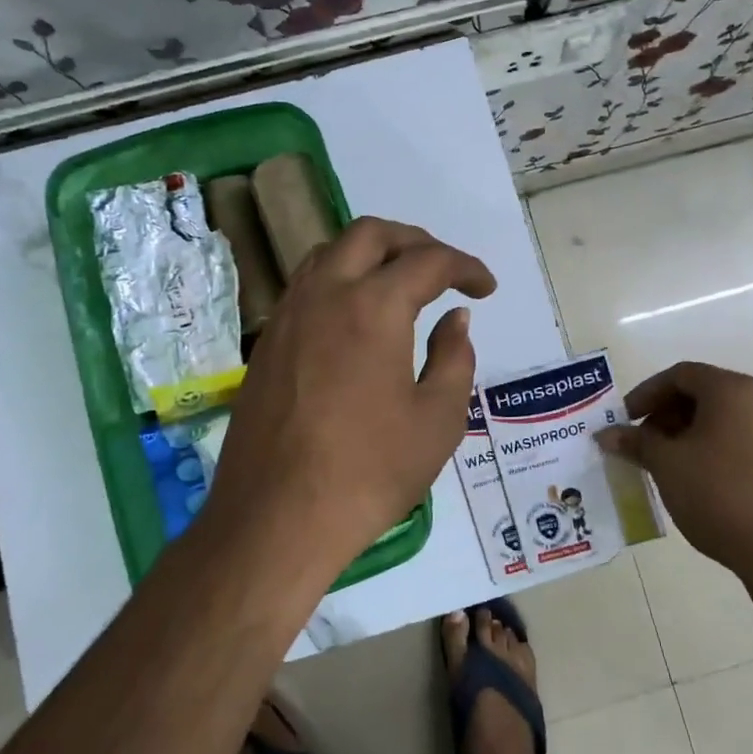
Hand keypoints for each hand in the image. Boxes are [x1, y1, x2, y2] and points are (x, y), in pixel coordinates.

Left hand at [204, 217, 496, 571]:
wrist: (276, 518)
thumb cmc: (368, 472)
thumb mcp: (437, 420)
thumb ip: (454, 358)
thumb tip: (455, 319)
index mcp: (373, 307)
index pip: (428, 262)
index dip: (465, 267)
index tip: (485, 288)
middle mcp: (326, 294)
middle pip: (371, 234)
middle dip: (415, 241)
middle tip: (443, 270)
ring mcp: (289, 315)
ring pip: (330, 253)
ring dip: (371, 254)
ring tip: (399, 284)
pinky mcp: (268, 342)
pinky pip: (307, 285)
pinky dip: (340, 280)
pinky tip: (356, 318)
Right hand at [600, 362, 752, 571]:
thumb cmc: (718, 492)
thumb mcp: (666, 464)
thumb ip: (635, 442)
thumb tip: (606, 434)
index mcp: (731, 390)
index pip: (680, 375)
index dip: (646, 393)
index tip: (626, 419)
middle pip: (702, 395)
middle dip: (665, 415)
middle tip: (642, 442)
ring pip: (720, 421)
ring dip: (686, 435)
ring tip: (664, 464)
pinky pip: (738, 443)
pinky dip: (710, 451)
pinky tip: (694, 481)